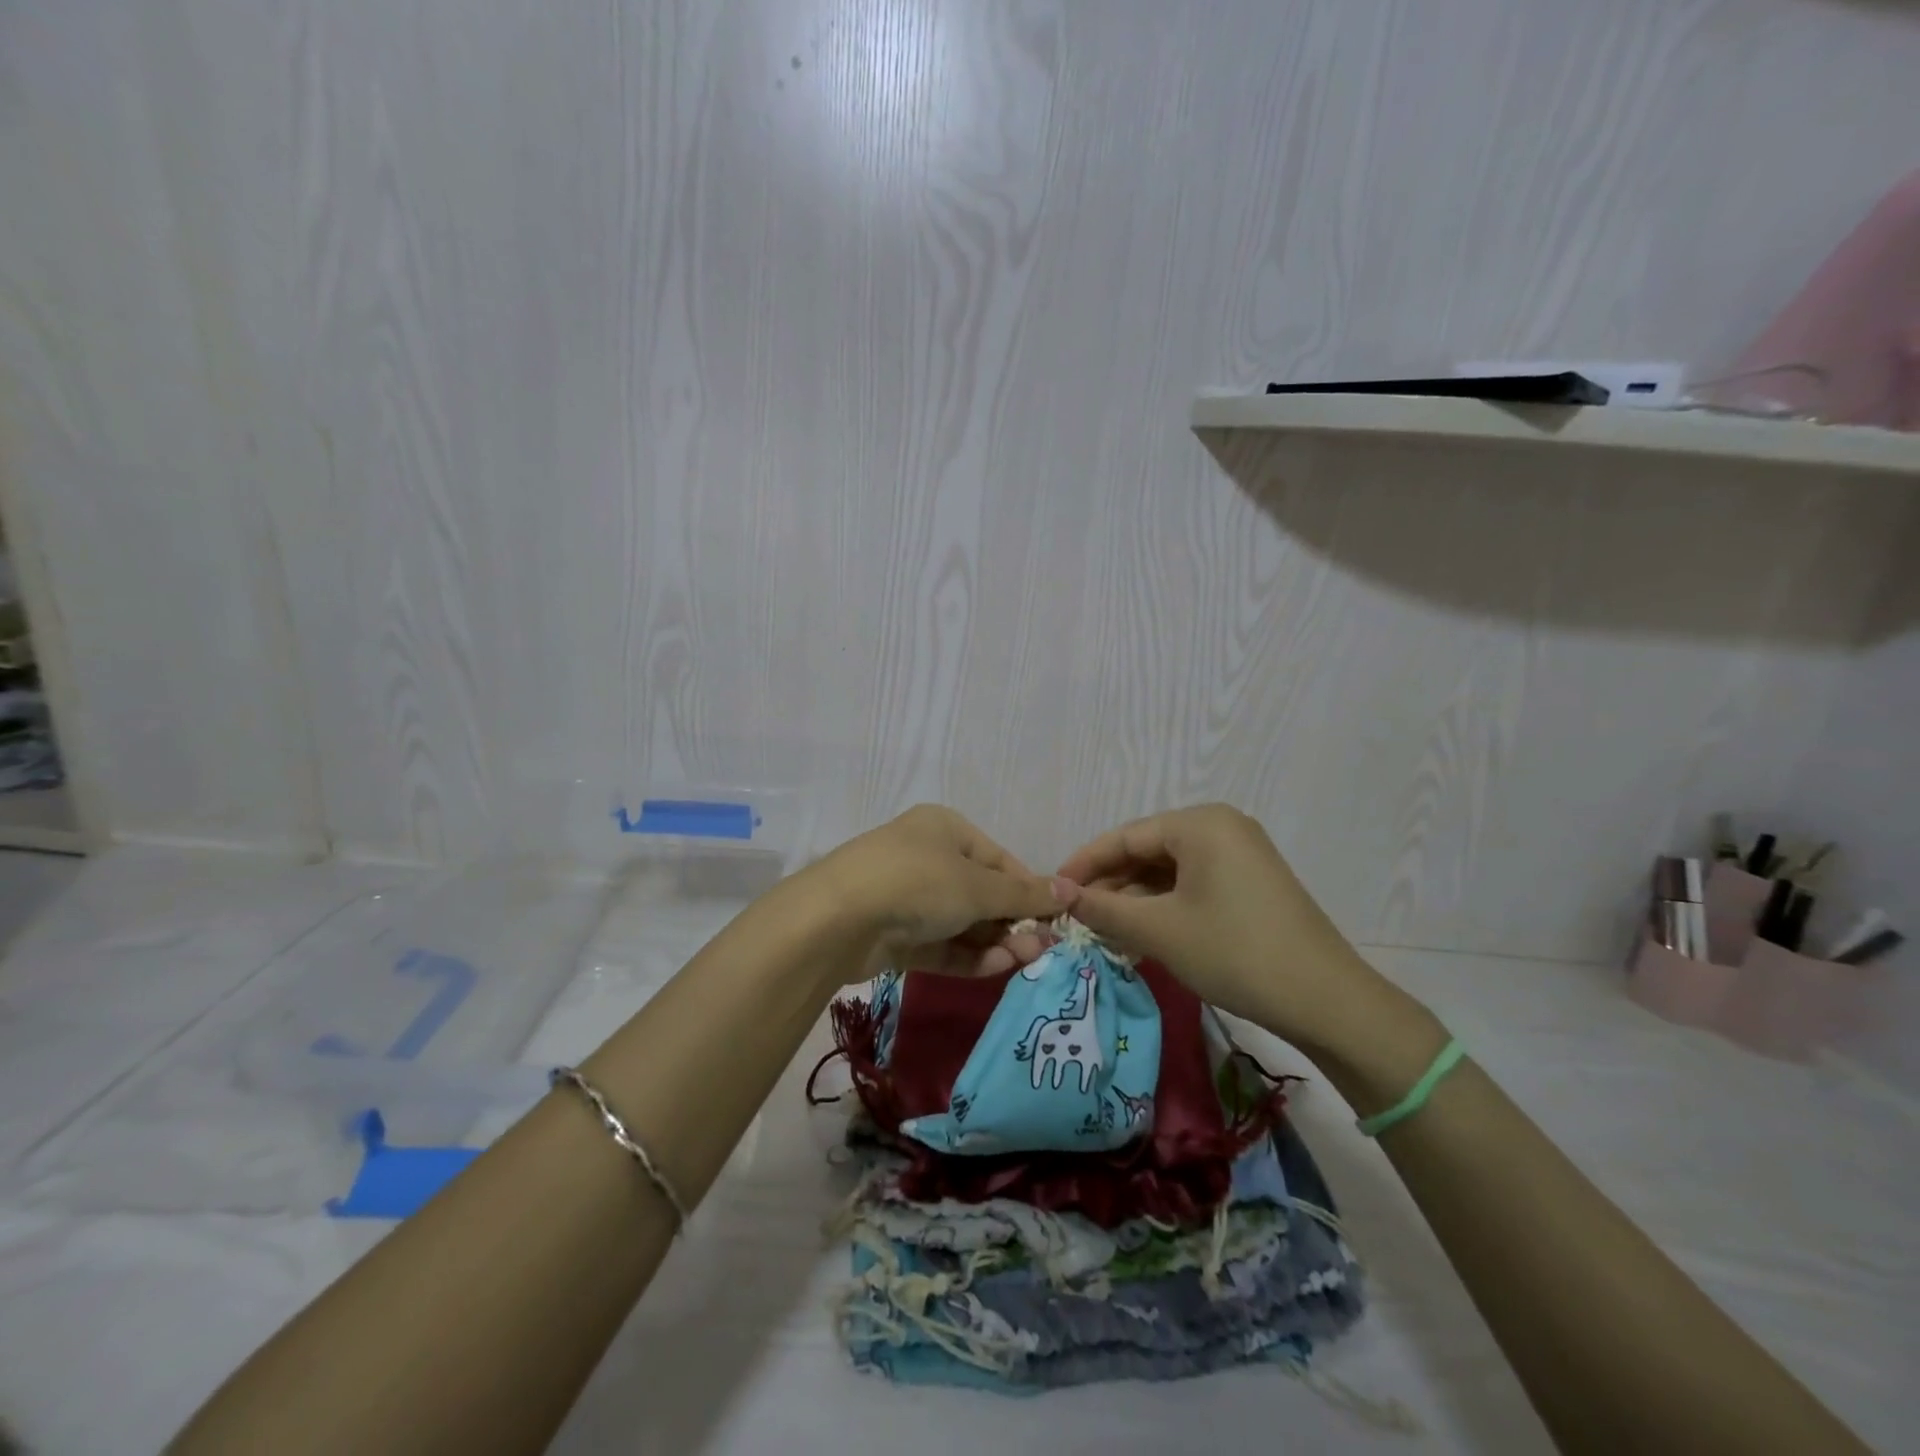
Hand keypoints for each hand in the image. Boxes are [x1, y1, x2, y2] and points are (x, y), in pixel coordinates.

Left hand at [812, 805, 1066, 979]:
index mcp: (945, 829)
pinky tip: (996, 968)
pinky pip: (940, 944)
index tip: (1055, 920)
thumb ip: (1025, 894)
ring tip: (1024, 961)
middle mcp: (926, 857)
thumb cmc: (918, 882)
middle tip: (1042, 949)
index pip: (999, 859)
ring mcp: (907, 898)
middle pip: (981, 892)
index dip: (1029, 889)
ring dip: (994, 942)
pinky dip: (967, 956)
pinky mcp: (895, 935)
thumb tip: (1072, 890)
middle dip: (1012, 921)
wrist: (838, 919)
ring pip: (962, 922)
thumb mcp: (978, 886)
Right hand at [1056, 804, 1404, 1051]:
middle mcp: (1221, 827)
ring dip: (1136, 899)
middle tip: (1077, 917)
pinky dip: (1165, 906)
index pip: (1125, 836)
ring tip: (1103, 930)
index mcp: (1200, 823)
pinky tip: (1142, 932)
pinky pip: (1193, 884)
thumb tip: (1058, 893)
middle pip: (1147, 850)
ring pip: (1169, 870)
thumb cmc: (1234, 952)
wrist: (1325, 1000)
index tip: (1052, 890)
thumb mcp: (1159, 930)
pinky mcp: (1251, 882)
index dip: (1084, 864)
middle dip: (1110, 884)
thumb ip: (1103, 908)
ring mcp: (1241, 854)